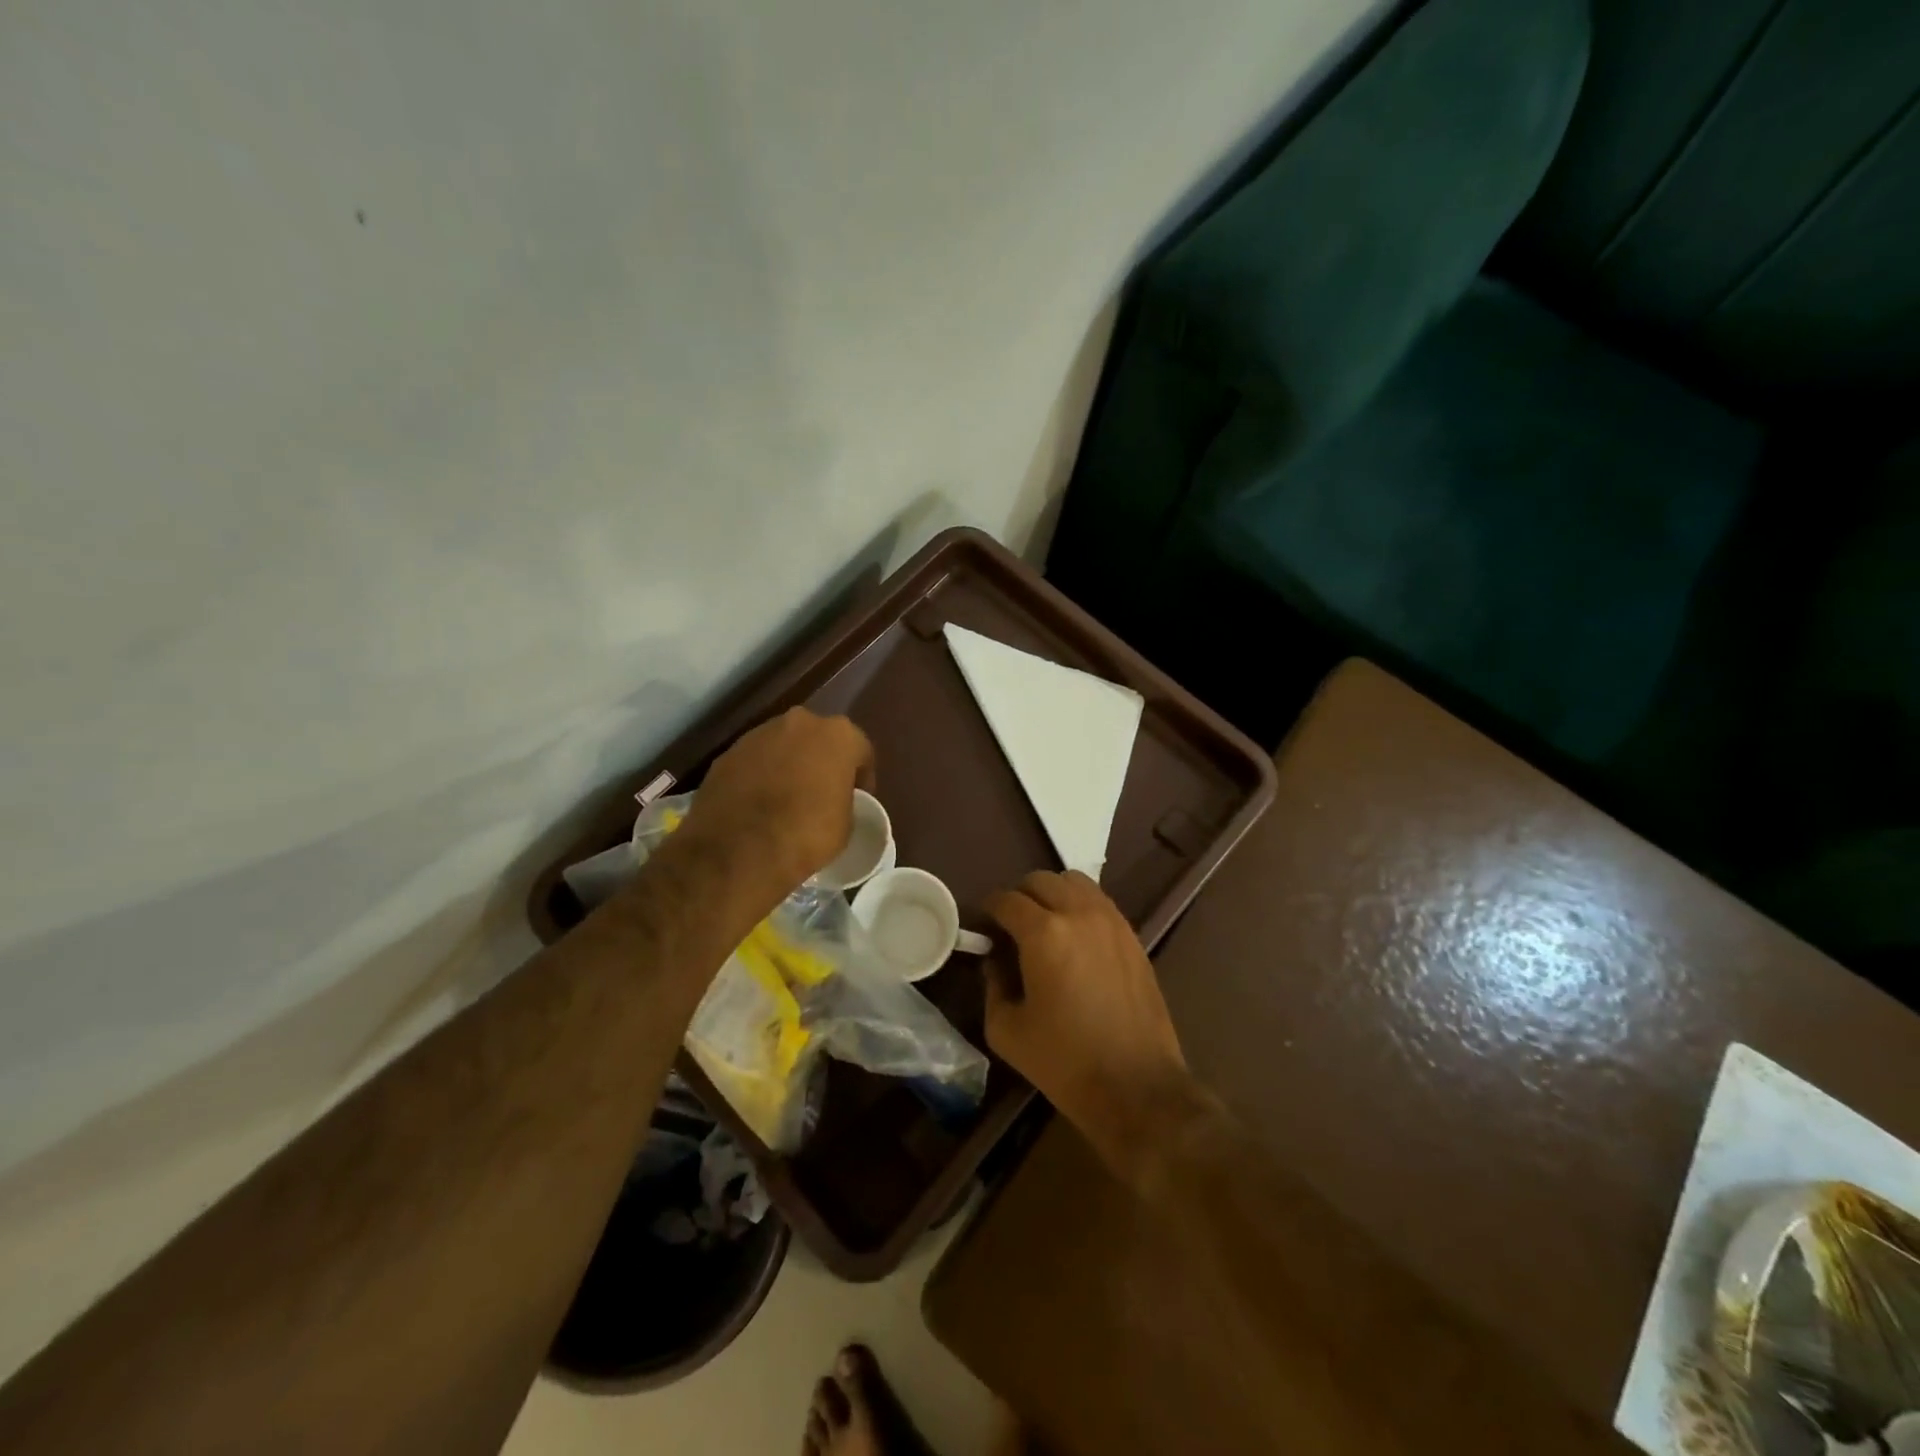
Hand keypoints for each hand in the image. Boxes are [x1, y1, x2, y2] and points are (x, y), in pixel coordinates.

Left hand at [678, 707, 874, 908]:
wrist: (739, 851)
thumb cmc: (807, 834)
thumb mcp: (846, 824)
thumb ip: (844, 799)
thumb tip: (832, 801)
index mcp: (838, 735)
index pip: (860, 751)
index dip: (861, 778)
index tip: (857, 800)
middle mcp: (799, 723)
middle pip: (818, 740)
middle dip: (821, 762)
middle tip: (821, 794)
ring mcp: (758, 735)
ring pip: (783, 747)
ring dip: (788, 766)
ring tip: (785, 800)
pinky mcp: (727, 754)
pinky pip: (754, 762)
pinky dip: (759, 776)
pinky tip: (757, 805)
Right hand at [982, 871, 1194, 1178]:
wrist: (1136, 1086)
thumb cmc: (1065, 1062)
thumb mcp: (1007, 1030)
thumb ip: (993, 986)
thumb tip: (995, 961)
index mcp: (1043, 933)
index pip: (1006, 900)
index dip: (989, 909)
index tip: (983, 927)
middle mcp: (1078, 914)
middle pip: (1041, 880)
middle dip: (1019, 896)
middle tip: (1011, 926)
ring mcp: (1111, 921)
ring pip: (1074, 881)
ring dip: (1052, 893)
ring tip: (1045, 924)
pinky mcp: (1132, 935)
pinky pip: (1099, 901)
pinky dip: (1080, 905)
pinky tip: (1075, 937)